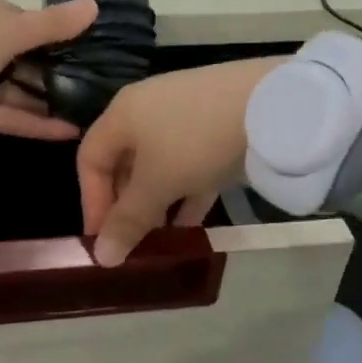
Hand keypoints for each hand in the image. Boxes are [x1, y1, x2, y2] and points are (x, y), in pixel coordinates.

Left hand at [0, 0, 97, 138]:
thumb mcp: (9, 27)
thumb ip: (52, 24)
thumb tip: (95, 5)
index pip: (38, 28)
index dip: (69, 41)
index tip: (105, 55)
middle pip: (35, 64)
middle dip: (67, 76)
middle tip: (109, 93)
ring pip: (27, 94)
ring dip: (57, 103)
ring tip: (99, 116)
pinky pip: (15, 118)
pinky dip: (41, 125)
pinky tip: (74, 133)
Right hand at [76, 58, 285, 265]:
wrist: (272, 105)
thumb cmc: (196, 141)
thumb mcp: (157, 184)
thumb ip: (128, 220)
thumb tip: (101, 257)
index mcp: (122, 114)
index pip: (89, 159)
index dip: (91, 201)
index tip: (103, 239)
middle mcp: (147, 110)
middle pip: (124, 163)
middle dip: (126, 206)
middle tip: (133, 242)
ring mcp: (184, 117)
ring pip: (158, 167)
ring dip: (156, 204)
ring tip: (160, 240)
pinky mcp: (215, 127)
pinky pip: (189, 165)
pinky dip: (185, 193)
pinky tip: (191, 226)